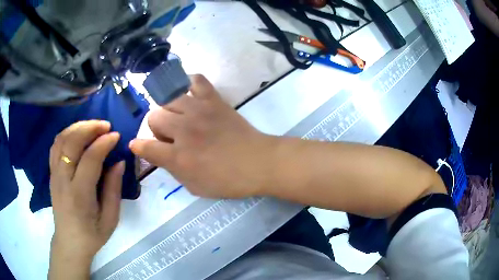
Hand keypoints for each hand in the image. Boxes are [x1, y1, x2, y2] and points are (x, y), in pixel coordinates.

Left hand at [48, 120, 124, 278]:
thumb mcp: (110, 219)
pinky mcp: (51, 173)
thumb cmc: (92, 234)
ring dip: (77, 127)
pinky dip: (67, 134)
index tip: (116, 135)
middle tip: (105, 125)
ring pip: (61, 139)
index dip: (103, 143)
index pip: (90, 159)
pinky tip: (77, 134)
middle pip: (71, 142)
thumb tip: (119, 161)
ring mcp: (54, 175)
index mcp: (79, 195)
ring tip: (93, 126)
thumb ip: (113, 189)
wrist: (70, 242)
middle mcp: (63, 180)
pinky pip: (56, 145)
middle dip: (89, 128)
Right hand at [130, 75, 276, 197]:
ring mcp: (199, 111)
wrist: (259, 163)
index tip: (137, 145)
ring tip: (180, 117)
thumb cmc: (228, 181)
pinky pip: (196, 80)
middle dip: (156, 128)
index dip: (138, 146)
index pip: (145, 147)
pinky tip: (190, 94)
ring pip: (168, 98)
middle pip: (153, 116)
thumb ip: (173, 170)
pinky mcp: (214, 100)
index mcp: (178, 156)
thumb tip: (159, 155)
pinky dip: (189, 83)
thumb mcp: (195, 186)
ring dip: (168, 110)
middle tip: (170, 137)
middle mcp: (183, 130)